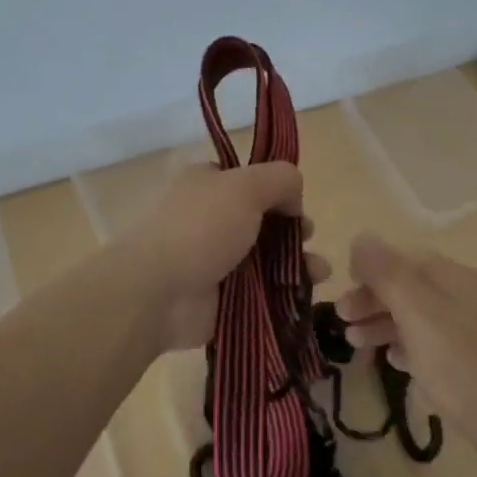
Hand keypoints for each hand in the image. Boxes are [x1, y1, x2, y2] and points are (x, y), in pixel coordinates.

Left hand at [116, 161, 329, 353]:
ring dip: (297, 261)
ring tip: (320, 271)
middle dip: (293, 228)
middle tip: (308, 236)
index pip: (249, 180)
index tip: (296, 204)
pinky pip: (261, 292)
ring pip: (266, 257)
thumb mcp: (246, 186)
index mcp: (208, 183)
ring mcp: (215, 260)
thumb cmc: (200, 228)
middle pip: (263, 220)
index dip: (277, 190)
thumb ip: (280, 179)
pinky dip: (285, 292)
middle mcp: (210, 218)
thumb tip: (294, 198)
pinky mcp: (222, 298)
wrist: (157, 292)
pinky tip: (307, 294)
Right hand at [335, 236, 476, 472]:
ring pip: (417, 317)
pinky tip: (392, 361)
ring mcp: (472, 331)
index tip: (344, 287)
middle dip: (373, 299)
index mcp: (455, 277)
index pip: (405, 258)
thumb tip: (362, 236)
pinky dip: (407, 347)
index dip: (371, 268)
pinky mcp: (473, 363)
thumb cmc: (460, 363)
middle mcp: (466, 296)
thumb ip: (386, 273)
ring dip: (383, 324)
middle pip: (409, 287)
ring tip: (354, 344)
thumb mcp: (416, 312)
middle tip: (342, 318)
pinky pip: (431, 345)